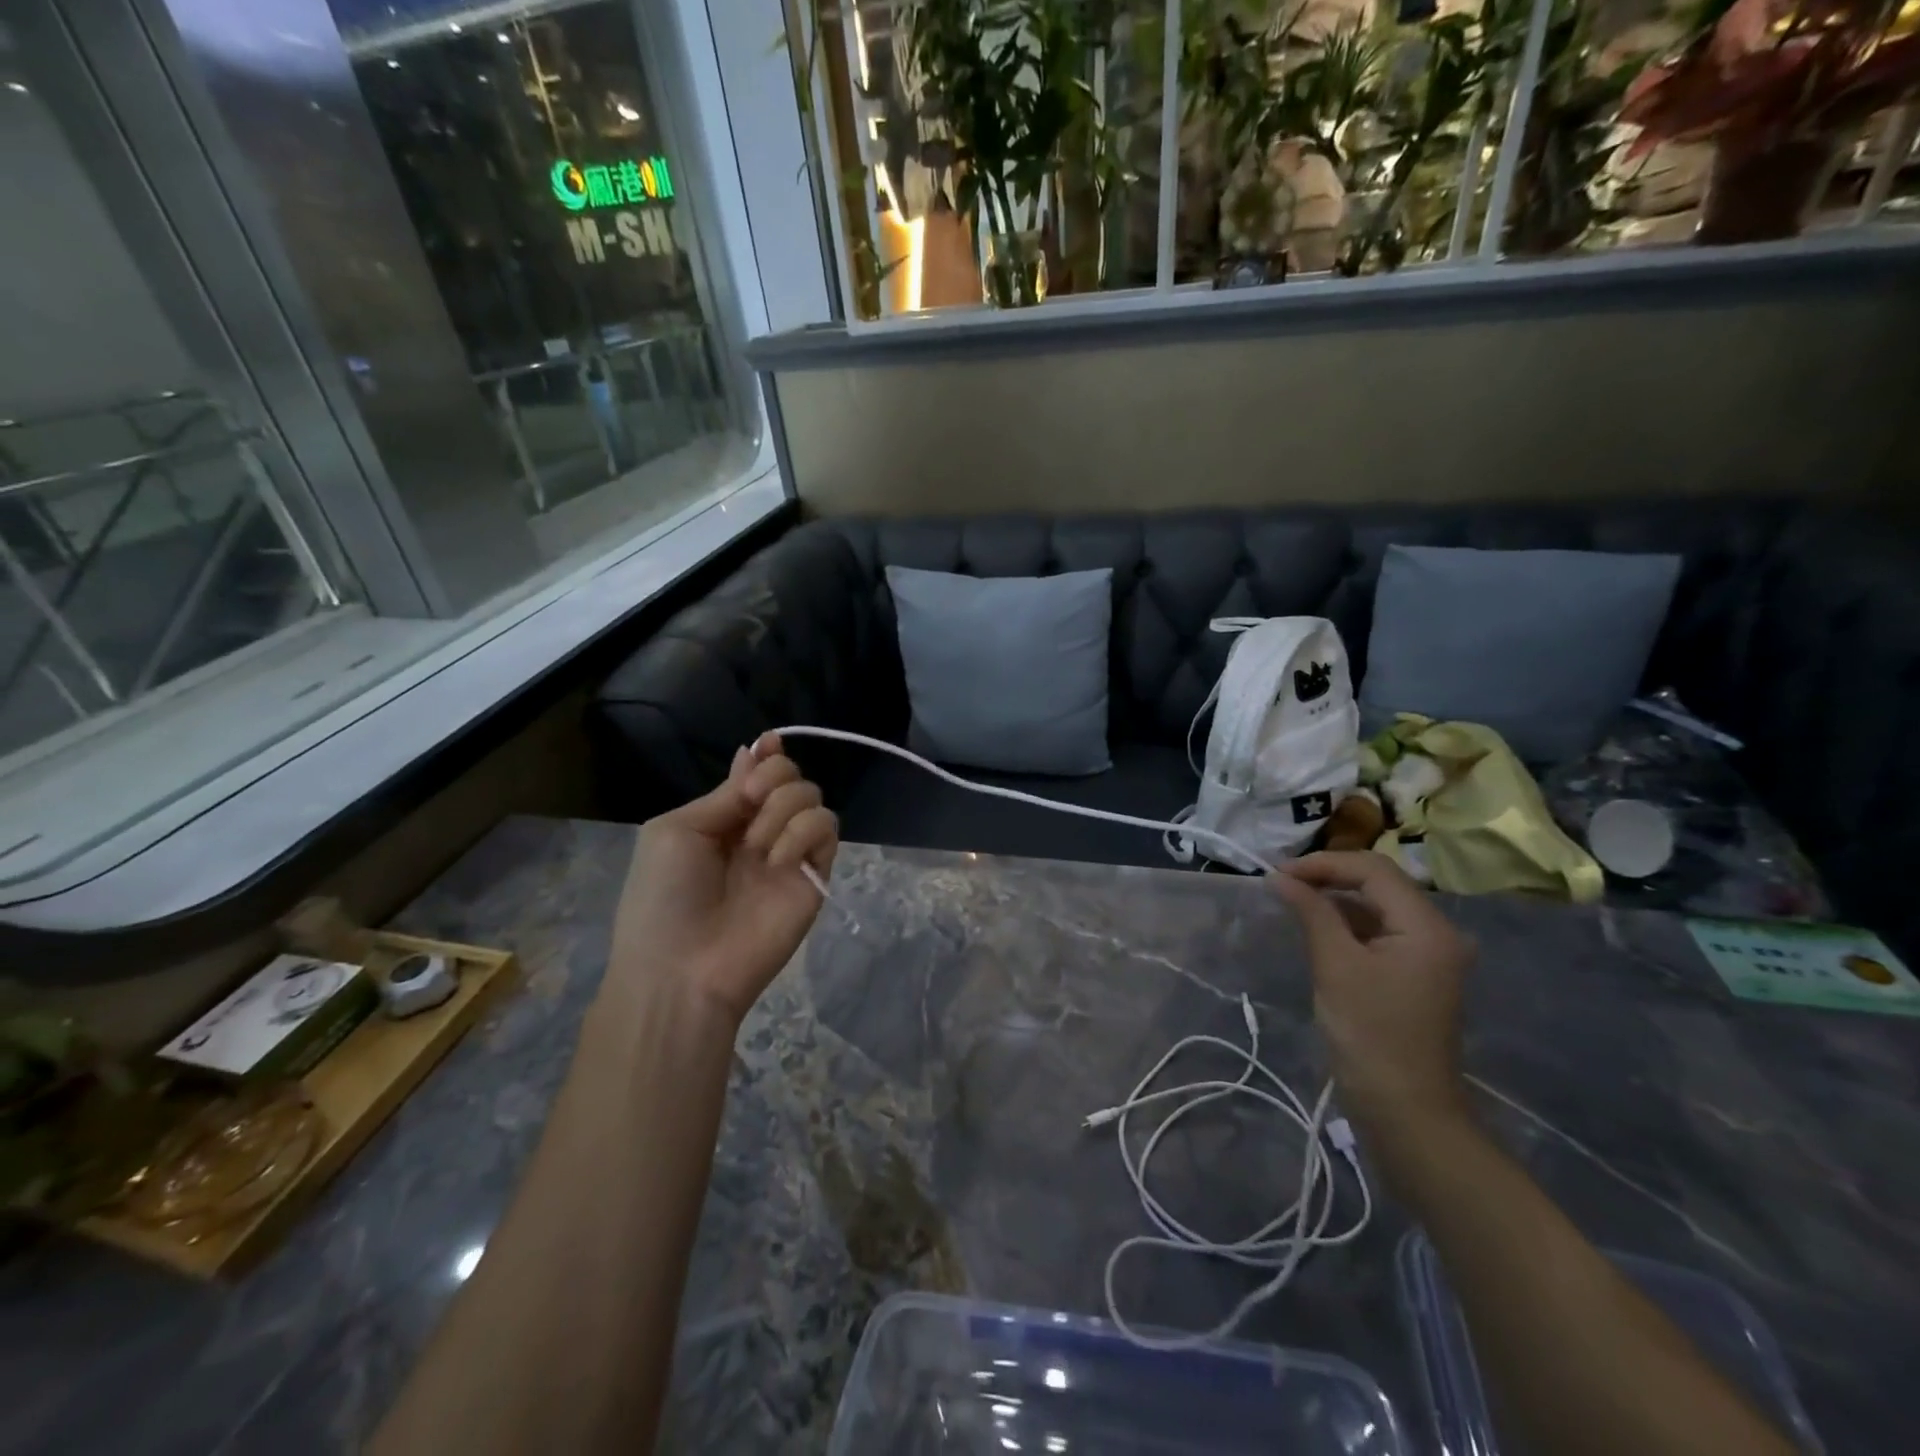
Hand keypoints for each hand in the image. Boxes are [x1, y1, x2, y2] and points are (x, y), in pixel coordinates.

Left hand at [607, 733, 837, 1028]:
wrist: (683, 968)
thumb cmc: (664, 897)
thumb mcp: (677, 831)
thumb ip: (725, 795)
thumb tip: (755, 750)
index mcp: (722, 819)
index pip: (756, 774)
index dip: (767, 755)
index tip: (770, 742)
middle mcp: (759, 831)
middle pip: (789, 777)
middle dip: (773, 776)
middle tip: (751, 800)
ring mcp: (789, 853)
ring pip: (812, 797)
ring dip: (782, 807)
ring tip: (756, 846)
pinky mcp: (815, 875)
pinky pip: (826, 829)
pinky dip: (803, 832)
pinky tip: (777, 859)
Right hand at [1271, 851, 1472, 1141]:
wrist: (1406, 1112)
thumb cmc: (1370, 1035)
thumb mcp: (1335, 966)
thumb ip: (1311, 912)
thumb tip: (1280, 877)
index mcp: (1427, 926)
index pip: (1373, 869)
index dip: (1323, 863)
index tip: (1278, 874)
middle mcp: (1436, 932)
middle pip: (1379, 884)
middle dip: (1328, 877)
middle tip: (1280, 884)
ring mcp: (1428, 955)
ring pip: (1377, 907)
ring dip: (1335, 900)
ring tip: (1290, 901)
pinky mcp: (1415, 975)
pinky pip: (1379, 933)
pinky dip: (1346, 925)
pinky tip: (1315, 929)